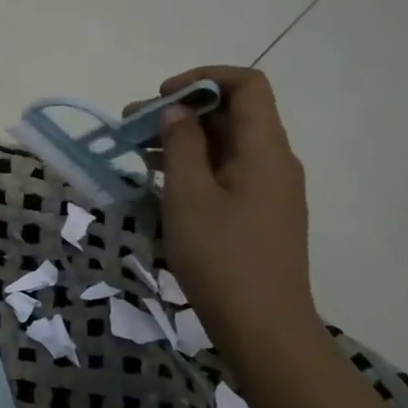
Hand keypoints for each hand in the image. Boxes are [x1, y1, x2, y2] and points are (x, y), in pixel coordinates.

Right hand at [150, 66, 321, 359]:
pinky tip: (162, 186)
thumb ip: (181, 146)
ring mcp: (270, 192)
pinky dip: (196, 169)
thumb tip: (176, 112)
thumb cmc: (222, 258)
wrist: (263, 327)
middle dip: (183, 113)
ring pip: (227, 148)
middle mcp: (275, 163)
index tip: (161, 98)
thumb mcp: (189, 197)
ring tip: (138, 155)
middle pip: (233, 116)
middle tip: (132, 128)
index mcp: (265, 149)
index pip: (247, 85)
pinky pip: (228, 176)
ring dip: (185, 143)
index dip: (203, 79)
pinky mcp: (260, 217)